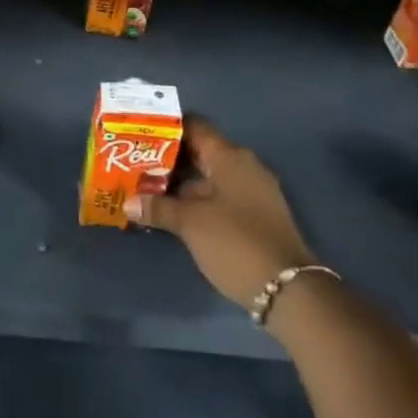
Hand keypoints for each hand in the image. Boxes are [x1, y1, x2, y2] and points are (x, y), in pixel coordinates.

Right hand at [126, 117, 317, 308]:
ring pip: (211, 177)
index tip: (141, 134)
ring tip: (149, 190)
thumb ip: (158, 207)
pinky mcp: (257, 216)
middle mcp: (244, 166)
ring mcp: (254, 192)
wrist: (289, 290)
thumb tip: (129, 202)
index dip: (167, 127)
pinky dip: (199, 200)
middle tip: (138, 164)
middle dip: (170, 159)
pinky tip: (176, 214)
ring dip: (183, 184)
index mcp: (230, 156)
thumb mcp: (190, 224)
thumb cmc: (235, 242)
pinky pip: (221, 196)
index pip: (195, 127)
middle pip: (202, 152)